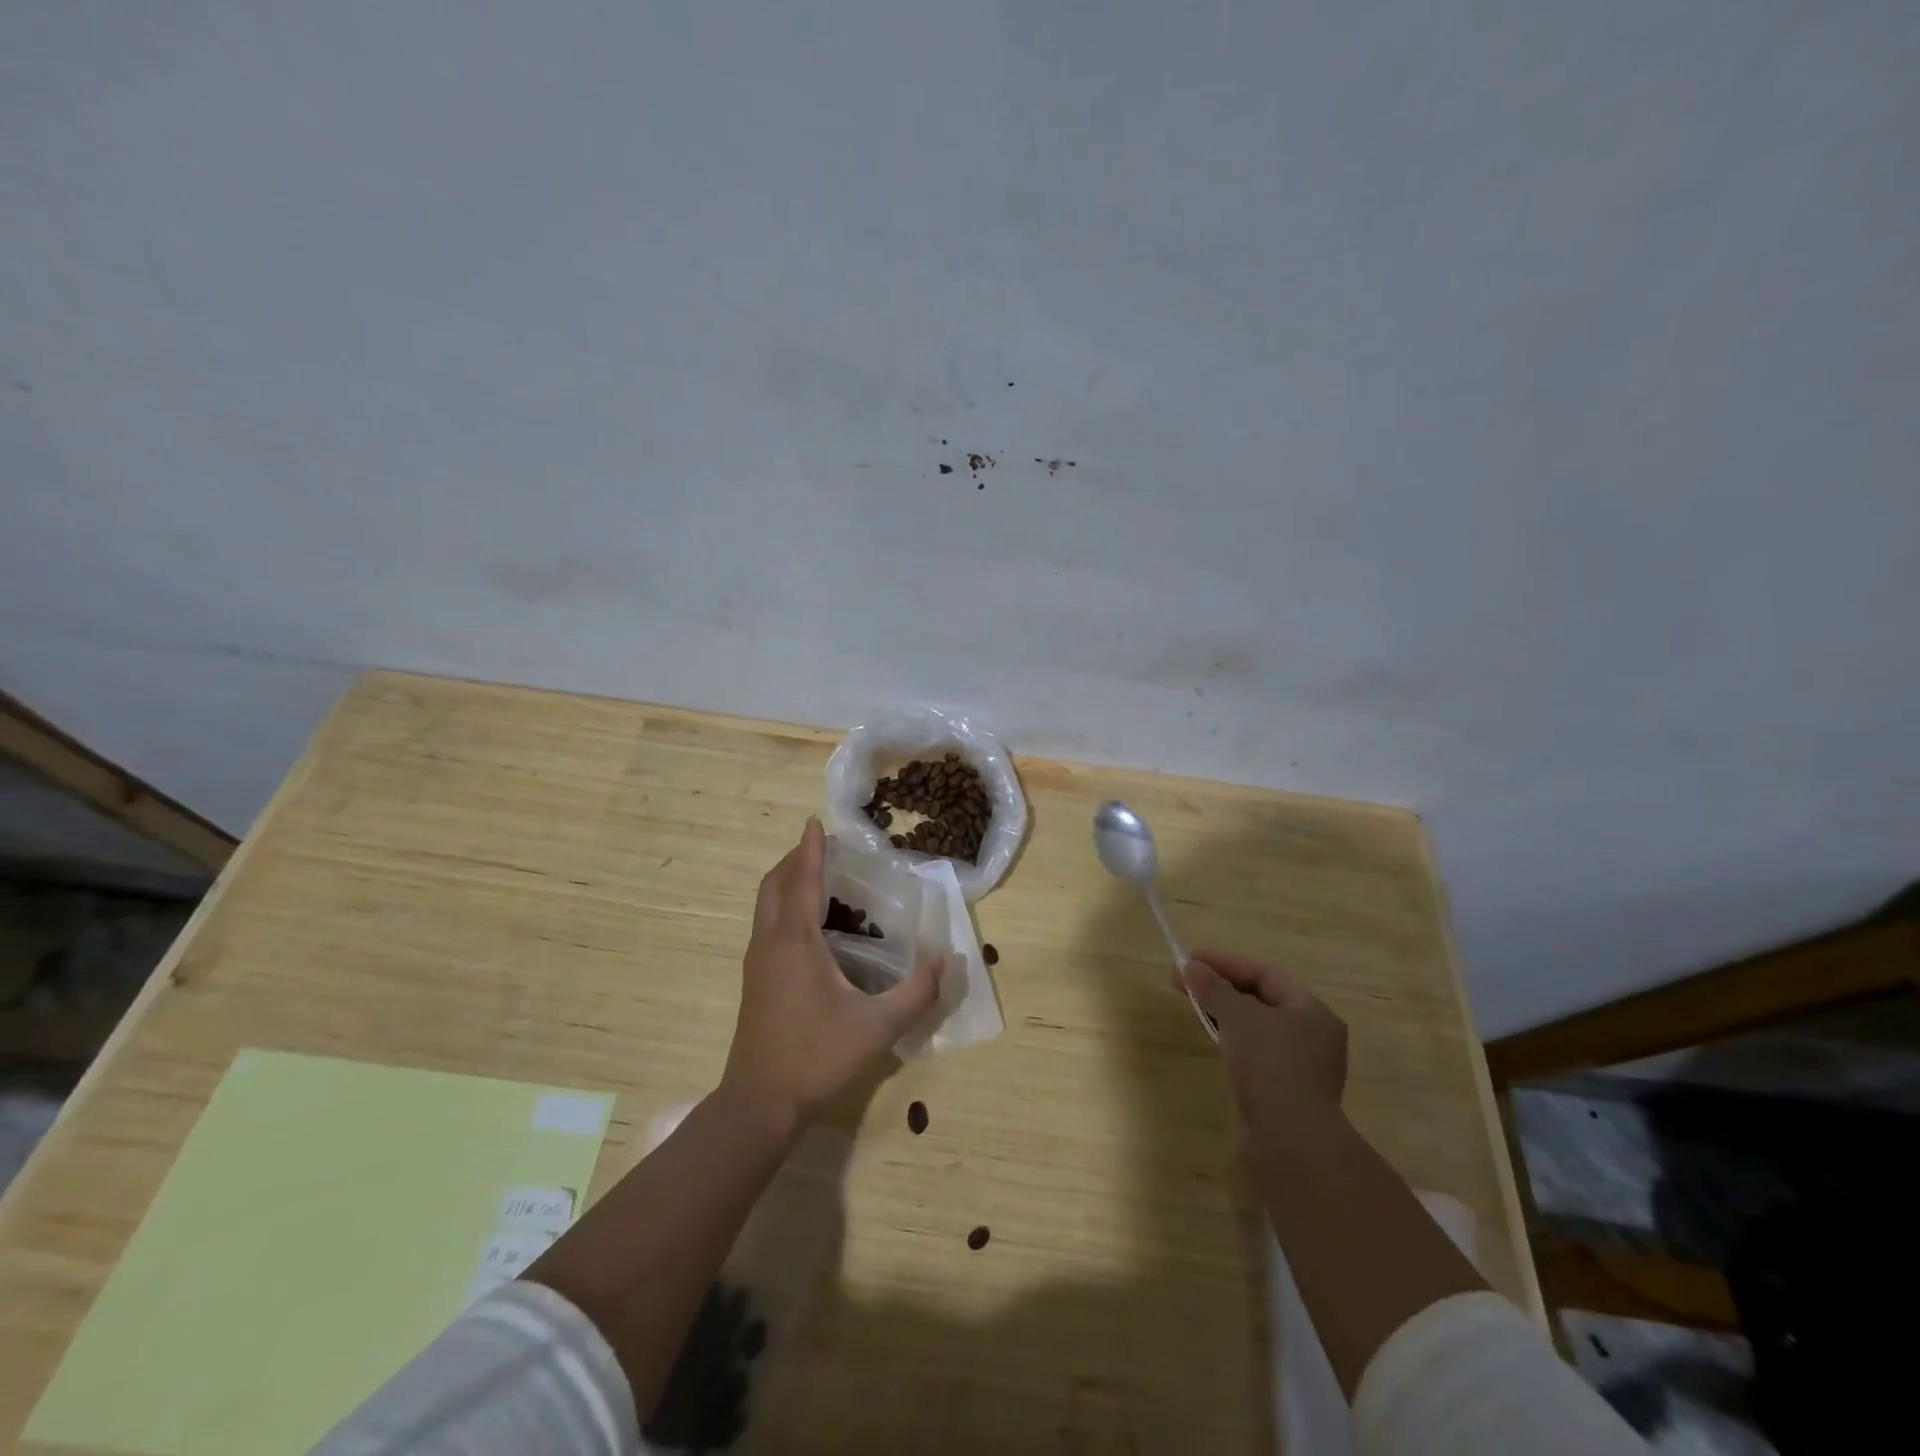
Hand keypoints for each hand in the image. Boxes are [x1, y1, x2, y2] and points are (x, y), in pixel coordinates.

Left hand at [721, 818, 939, 1137]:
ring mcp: (756, 963)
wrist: (759, 1104)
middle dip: (796, 859)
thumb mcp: (878, 1027)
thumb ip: (918, 992)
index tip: (816, 821)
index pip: (803, 880)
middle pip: (775, 884)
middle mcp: (770, 943)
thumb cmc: (817, 1058)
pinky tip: (808, 925)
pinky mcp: (754, 981)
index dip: (811, 849)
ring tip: (817, 876)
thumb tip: (948, 958)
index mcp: (795, 942)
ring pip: (766, 905)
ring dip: (787, 881)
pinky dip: (783, 905)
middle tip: (823, 847)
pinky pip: (766, 924)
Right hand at [1182, 949, 1347, 1139]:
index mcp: (1312, 1011)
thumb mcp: (1238, 1017)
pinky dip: (1234, 1040)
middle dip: (1222, 986)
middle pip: (1262, 998)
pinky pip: (1258, 1052)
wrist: (1291, 1142)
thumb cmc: (1270, 1066)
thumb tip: (1191, 968)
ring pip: (1258, 1027)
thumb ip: (1214, 988)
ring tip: (1196, 1007)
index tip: (1190, 959)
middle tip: (1186, 981)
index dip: (1225, 962)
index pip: (1265, 973)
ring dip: (1226, 1013)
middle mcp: (1314, 1035)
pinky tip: (1215, 1041)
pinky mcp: (1288, 1092)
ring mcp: (1303, 1066)